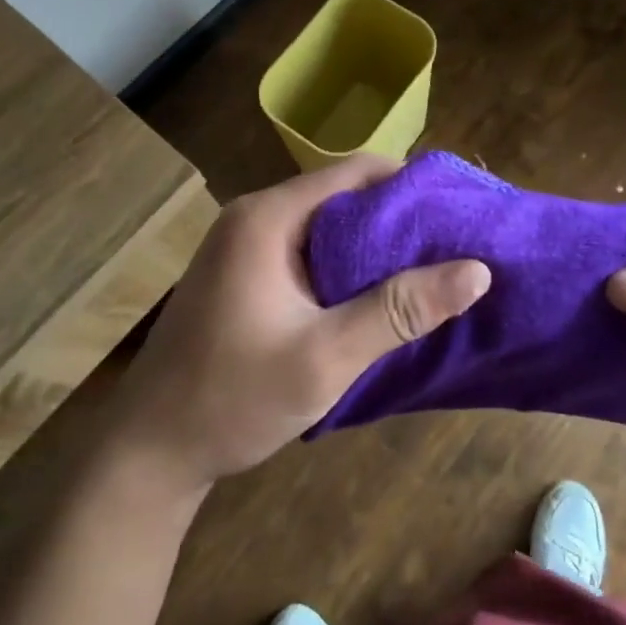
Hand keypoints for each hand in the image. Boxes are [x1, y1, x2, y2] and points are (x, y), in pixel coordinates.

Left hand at [108, 154, 490, 493]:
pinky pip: (307, 250)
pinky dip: (346, 264)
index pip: (355, 172)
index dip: (411, 184)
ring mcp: (244, 243)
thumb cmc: (233, 398)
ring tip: (430, 268)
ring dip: (374, 244)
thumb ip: (400, 310)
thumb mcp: (326, 357)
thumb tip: (477, 270)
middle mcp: (254, 216)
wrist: (148, 452)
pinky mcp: (244, 272)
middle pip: (341, 194)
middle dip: (399, 217)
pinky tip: (378, 293)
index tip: (459, 210)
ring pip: (326, 225)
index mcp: (268, 217)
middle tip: (455, 244)